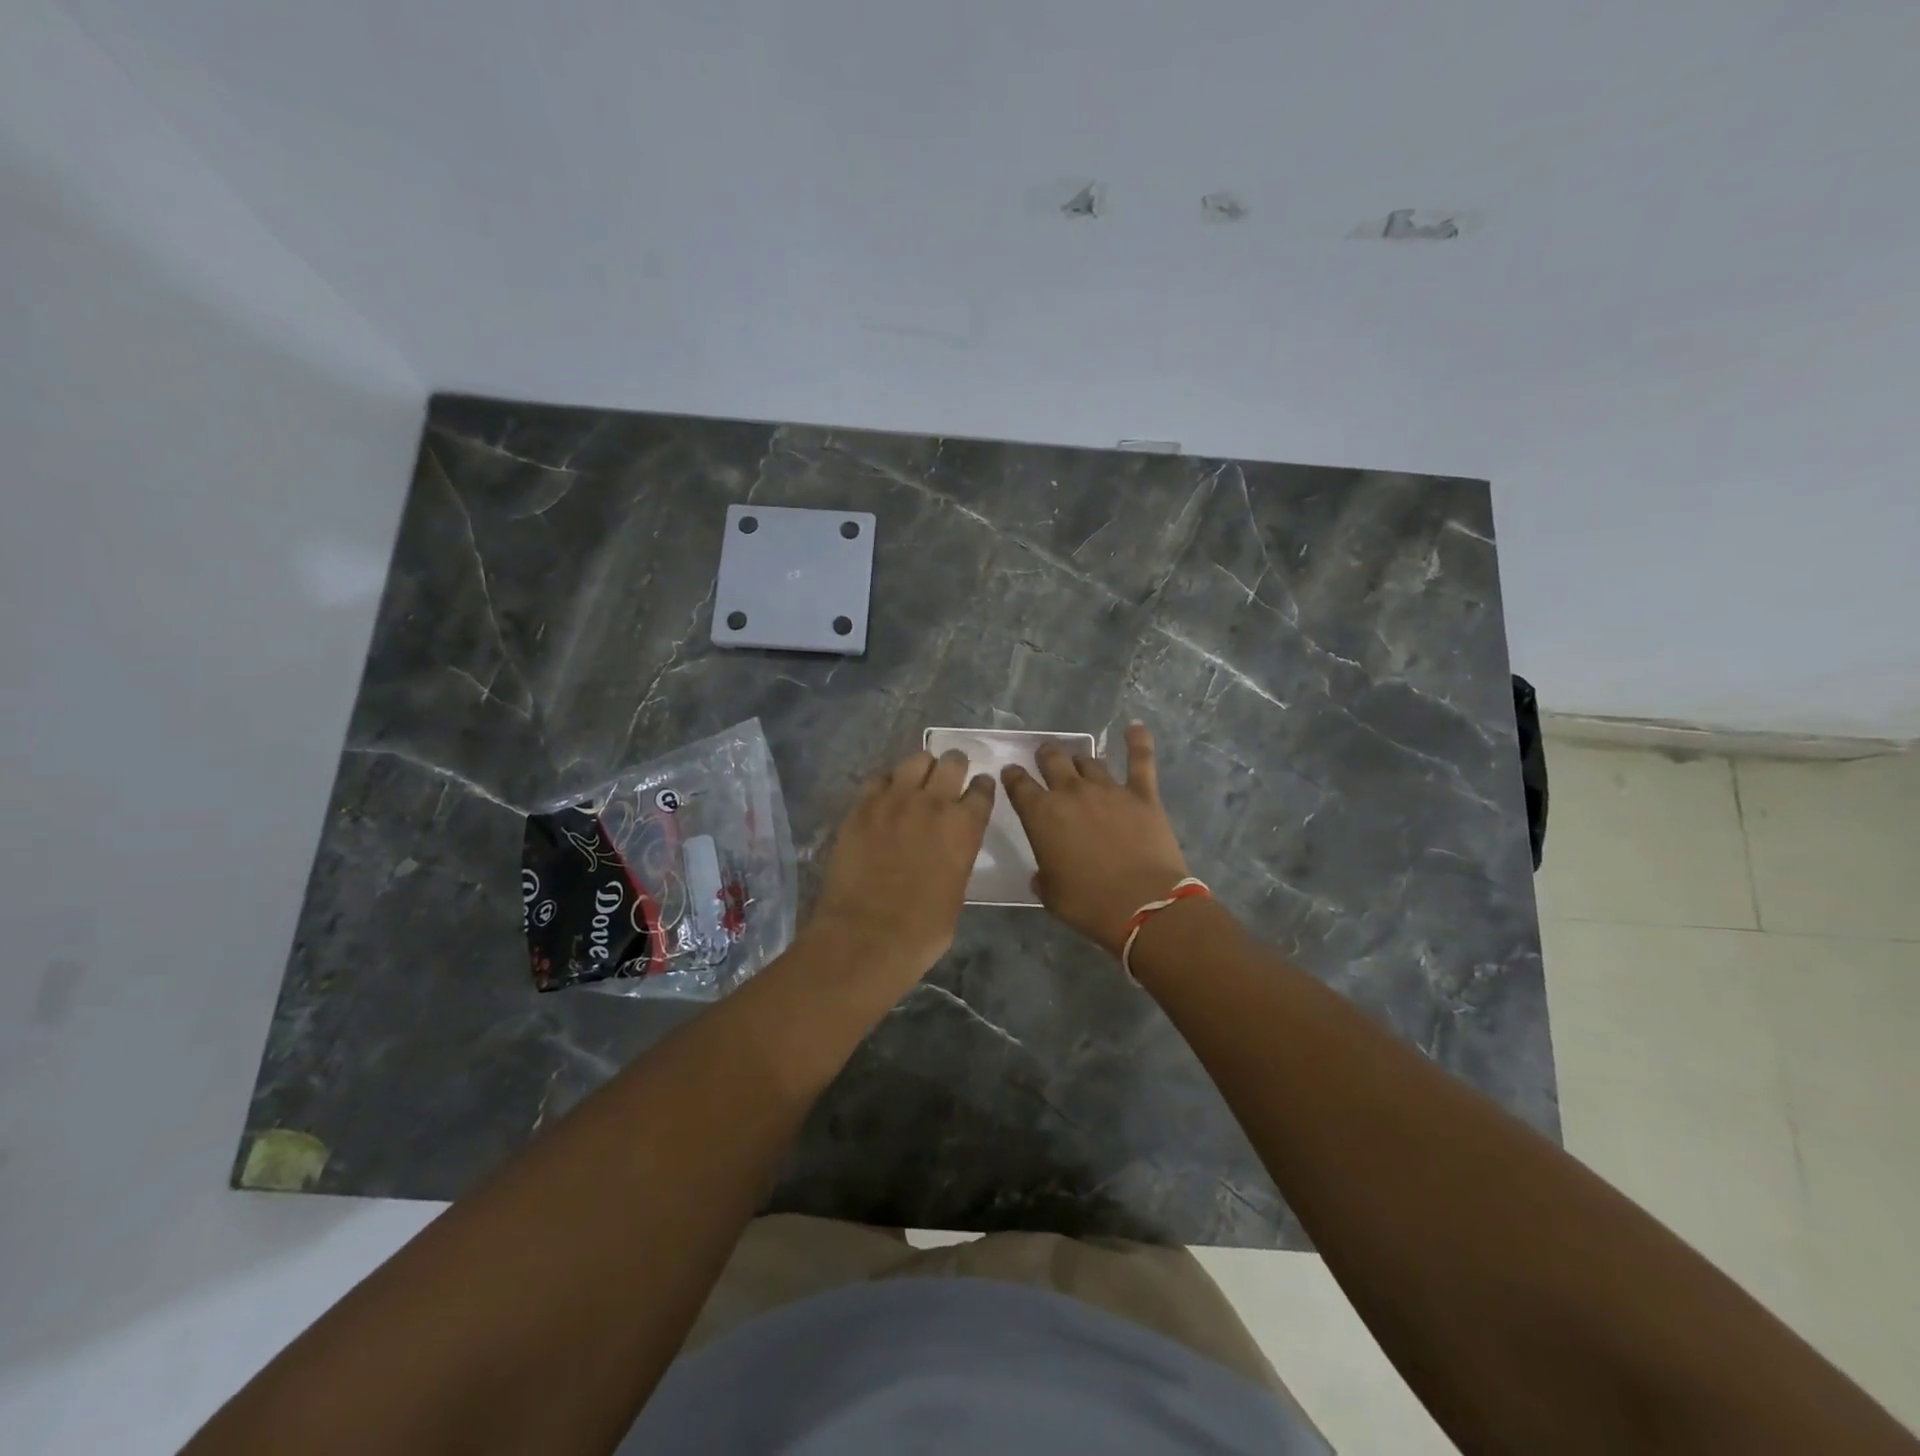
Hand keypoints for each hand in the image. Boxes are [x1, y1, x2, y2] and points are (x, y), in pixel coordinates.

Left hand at [809, 750, 995, 980]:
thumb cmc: (922, 929)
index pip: (982, 790)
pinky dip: (887, 783)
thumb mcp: (957, 891)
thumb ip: (957, 857)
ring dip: (922, 768)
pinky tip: (885, 796)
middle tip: (949, 777)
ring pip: (916, 760)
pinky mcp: (862, 806)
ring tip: (917, 781)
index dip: (981, 788)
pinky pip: (879, 778)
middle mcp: (934, 803)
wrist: (867, 935)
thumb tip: (948, 848)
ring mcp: (895, 800)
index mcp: (965, 827)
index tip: (978, 789)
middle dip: (954, 767)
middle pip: (952, 763)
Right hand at [1001, 723, 1190, 955]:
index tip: (1012, 773)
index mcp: (1041, 815)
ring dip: (1080, 759)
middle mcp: (1071, 793)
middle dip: (1046, 755)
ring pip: (1089, 761)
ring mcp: (1108, 789)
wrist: (1143, 906)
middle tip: (1045, 756)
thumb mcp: (1051, 894)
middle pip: (1052, 760)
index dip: (1013, 777)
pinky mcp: (1142, 794)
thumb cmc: (1088, 904)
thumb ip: (1044, 875)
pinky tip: (1135, 726)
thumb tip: (1044, 874)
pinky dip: (1138, 741)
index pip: (1019, 785)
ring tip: (1079, 760)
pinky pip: (1140, 760)